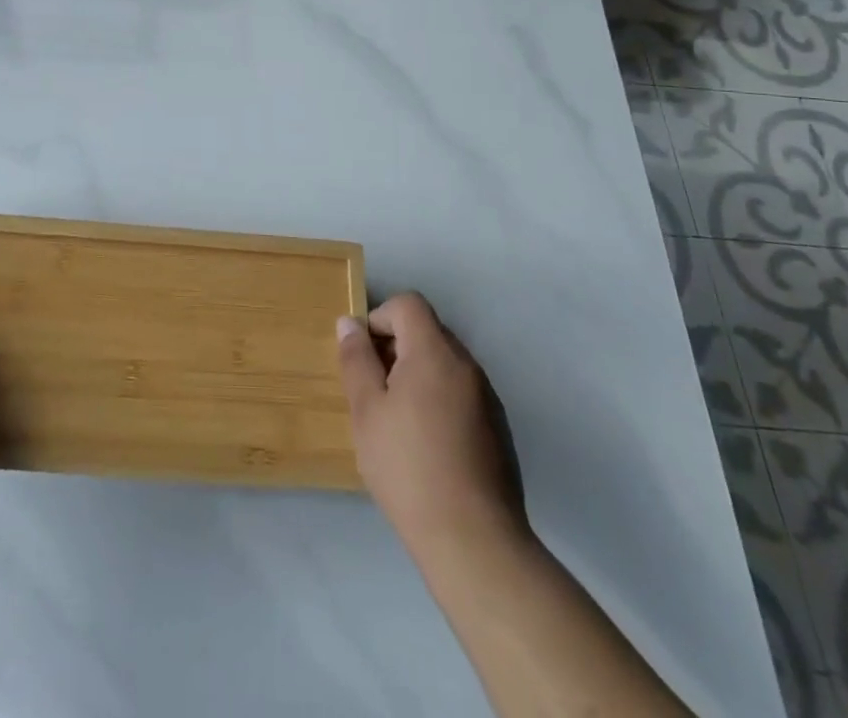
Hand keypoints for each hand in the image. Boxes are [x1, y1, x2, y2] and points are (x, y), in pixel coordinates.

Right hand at [337, 293, 525, 559]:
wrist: (474, 542)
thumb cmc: (408, 467)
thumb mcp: (367, 410)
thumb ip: (356, 359)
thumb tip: (349, 323)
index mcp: (435, 353)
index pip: (409, 304)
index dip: (380, 317)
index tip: (363, 354)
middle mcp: (467, 366)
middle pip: (428, 332)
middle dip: (396, 347)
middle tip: (373, 388)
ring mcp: (488, 399)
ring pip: (445, 365)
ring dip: (417, 375)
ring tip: (395, 420)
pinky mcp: (498, 431)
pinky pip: (461, 394)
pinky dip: (438, 400)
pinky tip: (425, 446)